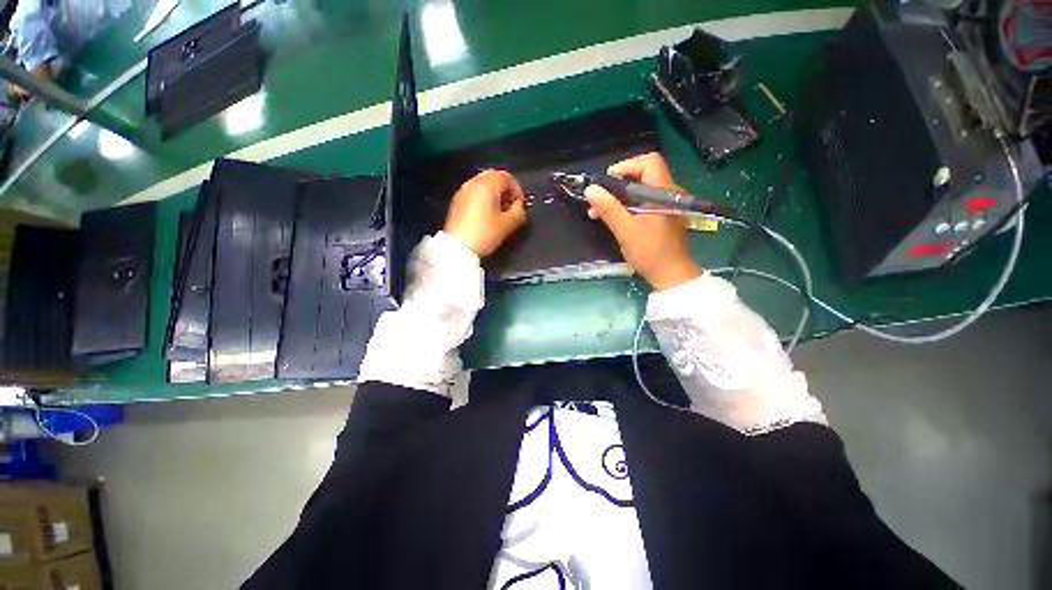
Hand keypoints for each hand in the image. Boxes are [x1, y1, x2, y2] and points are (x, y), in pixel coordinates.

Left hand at [444, 169, 526, 256]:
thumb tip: (519, 206)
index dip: (517, 190)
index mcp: (487, 185)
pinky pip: (474, 192)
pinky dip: (483, 197)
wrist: (458, 247)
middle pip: (494, 176)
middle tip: (511, 205)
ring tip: (499, 210)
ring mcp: (463, 191)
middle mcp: (473, 183)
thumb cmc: (484, 234)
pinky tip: (486, 213)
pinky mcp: (457, 200)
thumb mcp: (507, 225)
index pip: (507, 177)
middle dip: (505, 189)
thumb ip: (519, 212)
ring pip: (483, 183)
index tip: (520, 204)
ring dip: (494, 193)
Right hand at [584, 152, 702, 289]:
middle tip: (597, 199)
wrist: (671, 276)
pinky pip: (641, 202)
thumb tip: (591, 189)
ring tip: (597, 211)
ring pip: (639, 190)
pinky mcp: (660, 216)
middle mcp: (667, 194)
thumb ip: (609, 209)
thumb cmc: (651, 253)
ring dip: (617, 198)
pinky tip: (610, 218)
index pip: (648, 162)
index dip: (626, 167)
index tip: (606, 183)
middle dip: (616, 185)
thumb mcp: (626, 231)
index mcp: (664, 193)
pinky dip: (624, 206)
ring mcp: (665, 205)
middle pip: (641, 175)